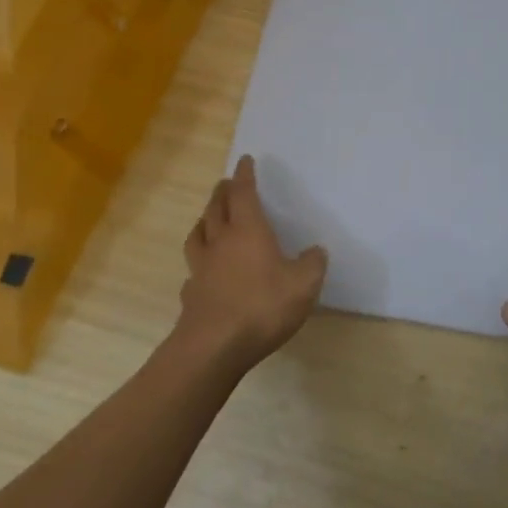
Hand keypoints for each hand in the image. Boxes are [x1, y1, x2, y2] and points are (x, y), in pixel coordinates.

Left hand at [177, 155, 327, 372]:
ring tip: (208, 218)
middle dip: (222, 192)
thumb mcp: (304, 285)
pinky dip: (199, 260)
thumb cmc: (262, 306)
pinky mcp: (191, 294)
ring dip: (204, 220)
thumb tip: (316, 251)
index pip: (244, 194)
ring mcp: (201, 268)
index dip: (245, 175)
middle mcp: (221, 242)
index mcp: (248, 231)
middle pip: (217, 208)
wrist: (213, 347)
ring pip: (198, 234)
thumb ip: (313, 264)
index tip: (245, 160)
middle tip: (225, 183)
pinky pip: (194, 268)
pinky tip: (204, 269)